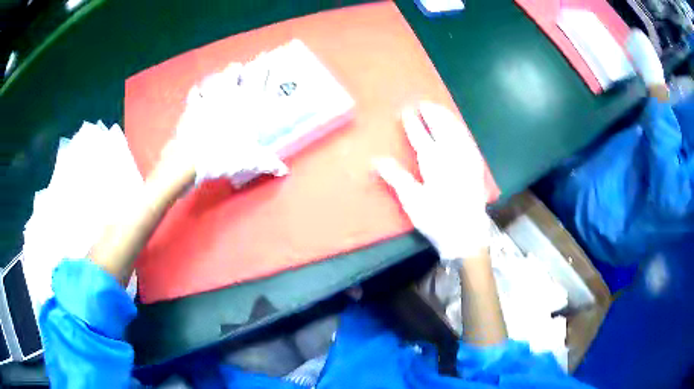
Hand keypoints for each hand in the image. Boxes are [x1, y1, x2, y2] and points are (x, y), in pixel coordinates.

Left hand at [174, 62, 287, 186]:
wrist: (192, 158)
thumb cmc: (224, 155)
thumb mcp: (250, 162)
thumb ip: (267, 163)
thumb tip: (283, 171)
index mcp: (246, 105)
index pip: (258, 79)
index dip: (263, 66)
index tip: (266, 56)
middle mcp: (228, 96)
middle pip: (233, 72)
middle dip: (237, 69)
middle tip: (239, 69)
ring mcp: (208, 98)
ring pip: (215, 78)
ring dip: (219, 77)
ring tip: (220, 77)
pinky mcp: (192, 106)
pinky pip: (196, 93)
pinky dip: (198, 92)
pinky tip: (198, 92)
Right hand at [374, 102, 490, 265]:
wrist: (468, 234)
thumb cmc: (437, 219)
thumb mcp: (412, 201)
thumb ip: (396, 177)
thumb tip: (376, 160)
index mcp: (433, 162)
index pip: (420, 136)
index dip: (413, 123)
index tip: (407, 111)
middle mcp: (451, 155)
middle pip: (441, 128)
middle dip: (433, 113)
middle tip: (425, 104)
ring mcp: (466, 159)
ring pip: (456, 131)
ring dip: (447, 118)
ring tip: (439, 109)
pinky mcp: (476, 167)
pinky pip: (468, 140)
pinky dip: (460, 130)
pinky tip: (458, 129)